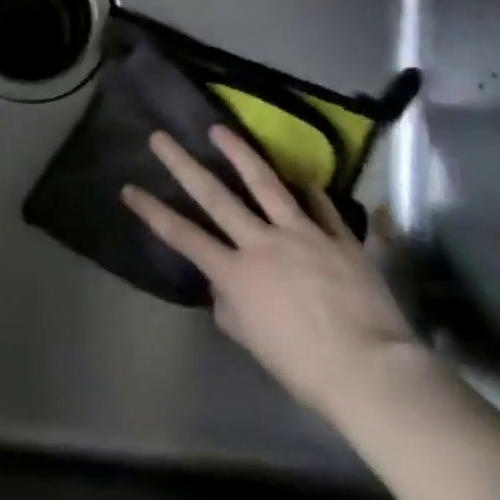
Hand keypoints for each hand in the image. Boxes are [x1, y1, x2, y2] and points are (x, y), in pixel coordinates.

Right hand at [122, 125, 423, 424]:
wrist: (371, 370)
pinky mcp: (338, 236)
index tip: (129, 188)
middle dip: (182, 164)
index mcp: (236, 273)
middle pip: (215, 196)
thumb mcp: (253, 342)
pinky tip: (301, 176)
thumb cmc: (305, 367)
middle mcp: (262, 243)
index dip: (152, 211)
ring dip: (239, 152)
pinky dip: (309, 189)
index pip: (182, 236)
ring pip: (264, 183)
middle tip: (160, 138)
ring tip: (219, 129)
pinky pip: (320, 205)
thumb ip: (230, 307)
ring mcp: (301, 233)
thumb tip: (223, 286)